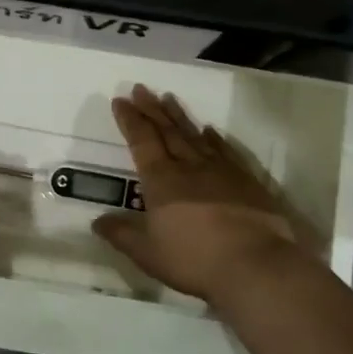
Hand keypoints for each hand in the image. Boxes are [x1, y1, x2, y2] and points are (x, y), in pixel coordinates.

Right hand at [92, 84, 307, 299]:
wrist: (255, 265)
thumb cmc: (193, 259)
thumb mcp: (147, 253)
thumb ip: (121, 234)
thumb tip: (97, 221)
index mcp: (161, 180)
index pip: (142, 141)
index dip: (130, 120)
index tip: (120, 100)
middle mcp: (189, 167)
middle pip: (167, 131)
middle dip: (151, 109)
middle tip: (141, 88)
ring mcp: (221, 171)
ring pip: (195, 135)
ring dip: (179, 116)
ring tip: (168, 97)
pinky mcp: (246, 181)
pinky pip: (224, 151)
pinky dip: (214, 138)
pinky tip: (210, 130)